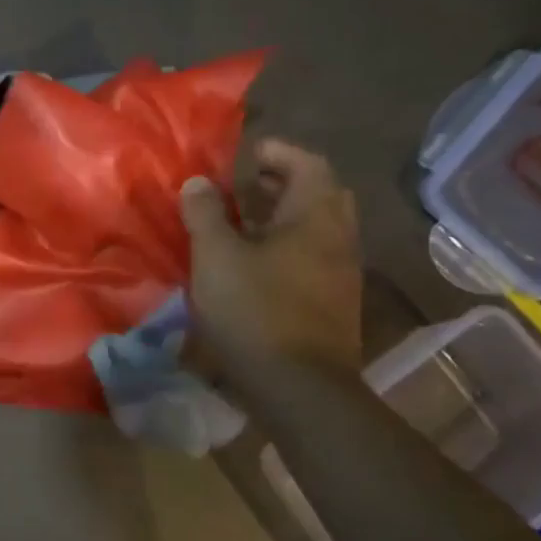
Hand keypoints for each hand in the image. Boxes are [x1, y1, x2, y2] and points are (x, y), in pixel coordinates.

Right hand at [180, 139, 362, 378]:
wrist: (298, 388)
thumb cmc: (255, 310)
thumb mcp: (216, 256)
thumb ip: (205, 214)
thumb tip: (199, 182)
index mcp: (315, 219)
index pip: (309, 164)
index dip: (277, 152)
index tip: (244, 154)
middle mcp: (338, 240)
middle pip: (320, 195)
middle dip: (283, 183)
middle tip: (244, 186)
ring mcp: (341, 274)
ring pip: (317, 229)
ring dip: (283, 217)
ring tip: (240, 223)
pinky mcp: (333, 303)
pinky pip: (313, 257)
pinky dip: (287, 246)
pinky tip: (253, 263)